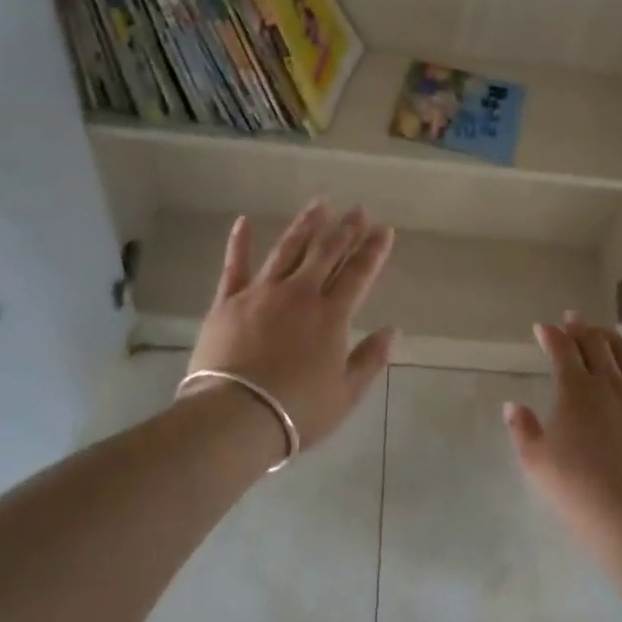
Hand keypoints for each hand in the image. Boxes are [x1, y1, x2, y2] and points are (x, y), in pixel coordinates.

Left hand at [184, 203, 396, 454]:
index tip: (383, 229)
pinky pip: (235, 265)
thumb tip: (392, 330)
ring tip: (318, 204)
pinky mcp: (228, 301)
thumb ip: (370, 359)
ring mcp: (262, 292)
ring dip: (305, 226)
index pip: (359, 273)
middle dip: (345, 229)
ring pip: (288, 249)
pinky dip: (239, 242)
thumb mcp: (346, 394)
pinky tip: (243, 221)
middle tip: (357, 209)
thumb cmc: (297, 411)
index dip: (373, 250)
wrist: (236, 417)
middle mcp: (299, 294)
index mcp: (331, 315)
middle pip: (326, 252)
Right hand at [505, 314, 621, 550]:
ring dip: (612, 339)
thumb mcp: (536, 460)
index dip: (552, 335)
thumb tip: (513, 406)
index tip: (543, 328)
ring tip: (605, 333)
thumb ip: (522, 429)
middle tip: (573, 319)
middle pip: (597, 343)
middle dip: (581, 328)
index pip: (563, 349)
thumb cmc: (577, 486)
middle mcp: (610, 383)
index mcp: (577, 389)